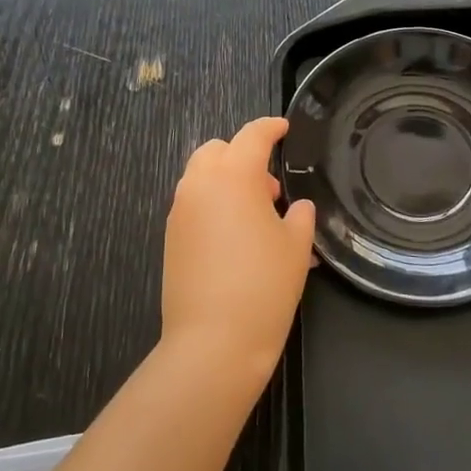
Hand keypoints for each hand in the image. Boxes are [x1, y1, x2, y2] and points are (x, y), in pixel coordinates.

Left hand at [161, 117, 316, 384]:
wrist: (213, 342)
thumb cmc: (264, 286)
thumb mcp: (296, 247)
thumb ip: (300, 216)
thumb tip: (296, 208)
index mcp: (234, 176)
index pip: (253, 136)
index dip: (271, 127)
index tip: (284, 128)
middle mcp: (200, 184)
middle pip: (218, 150)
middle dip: (242, 156)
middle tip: (270, 187)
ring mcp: (180, 211)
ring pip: (201, 177)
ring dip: (226, 181)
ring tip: (256, 216)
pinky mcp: (171, 238)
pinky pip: (194, 205)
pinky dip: (214, 206)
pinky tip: (236, 239)